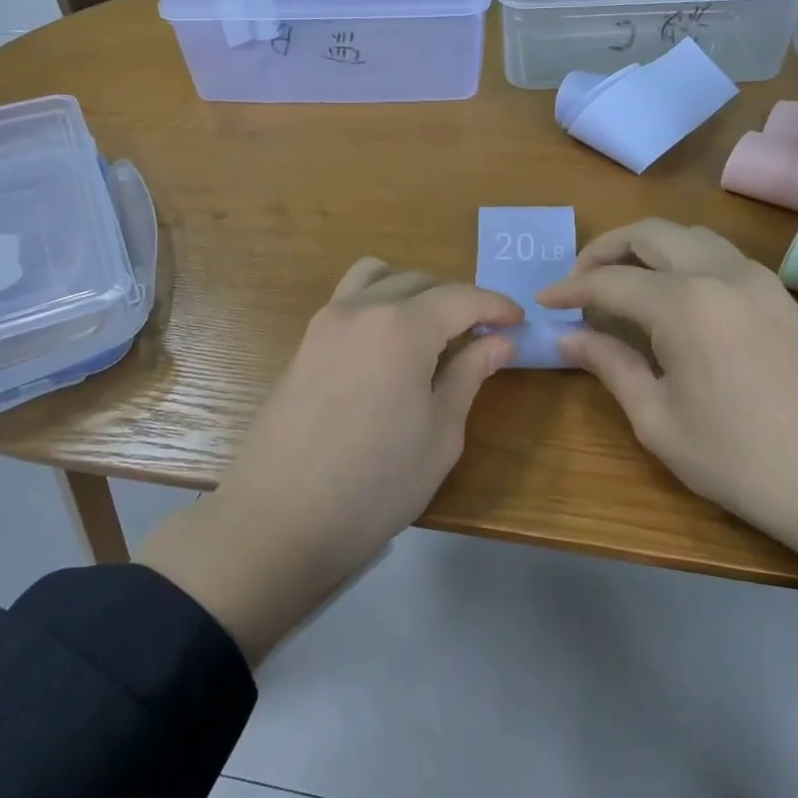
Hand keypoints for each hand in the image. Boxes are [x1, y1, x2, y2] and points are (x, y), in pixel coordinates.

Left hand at [138, 258, 520, 661]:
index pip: (460, 298)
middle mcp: (360, 310)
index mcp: (401, 328)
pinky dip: (378, 304)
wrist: (280, 519)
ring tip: (432, 331)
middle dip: (457, 300)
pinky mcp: (304, 344)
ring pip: (376, 278)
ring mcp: (324, 323)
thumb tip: (499, 342)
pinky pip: (348, 301)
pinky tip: (389, 347)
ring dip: (412, 291)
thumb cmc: (375, 485)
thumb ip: (469, 376)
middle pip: (419, 282)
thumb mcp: (440, 435)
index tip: (518, 323)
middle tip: (481, 335)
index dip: (495, 306)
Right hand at [539, 219, 797, 683]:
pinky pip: (721, 256)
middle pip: (651, 233)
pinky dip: (683, 261)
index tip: (543, 302)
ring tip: (622, 286)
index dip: (569, 288)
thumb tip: (569, 338)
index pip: (609, 280)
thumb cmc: (746, 463)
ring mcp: (761, 281)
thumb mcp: (660, 423)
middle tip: (578, 282)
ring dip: (647, 248)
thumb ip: (611, 368)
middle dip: (605, 249)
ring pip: (691, 236)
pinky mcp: (785, 298)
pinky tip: (673, 301)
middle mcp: (721, 273)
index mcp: (684, 303)